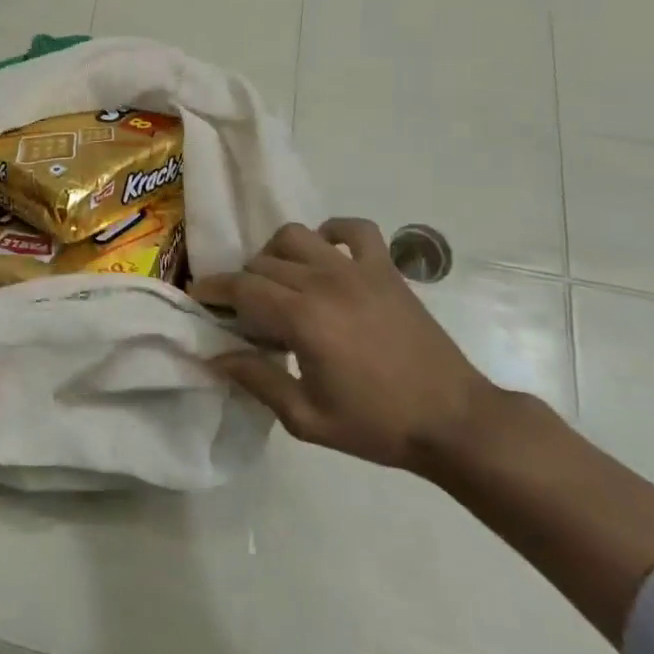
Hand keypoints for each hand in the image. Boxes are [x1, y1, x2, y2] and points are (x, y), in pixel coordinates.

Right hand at [189, 219, 493, 470]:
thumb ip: (256, 380)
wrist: (454, 421)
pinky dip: (331, 232)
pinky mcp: (386, 270)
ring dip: (275, 254)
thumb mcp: (306, 418)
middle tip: (243, 311)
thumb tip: (216, 355)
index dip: (213, 290)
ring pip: (296, 236)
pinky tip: (325, 256)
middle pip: (263, 263)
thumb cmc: (376, 424)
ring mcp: (358, 270)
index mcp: (302, 318)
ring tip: (278, 281)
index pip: (241, 288)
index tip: (199, 296)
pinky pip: (353, 229)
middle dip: (242, 282)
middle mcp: (324, 282)